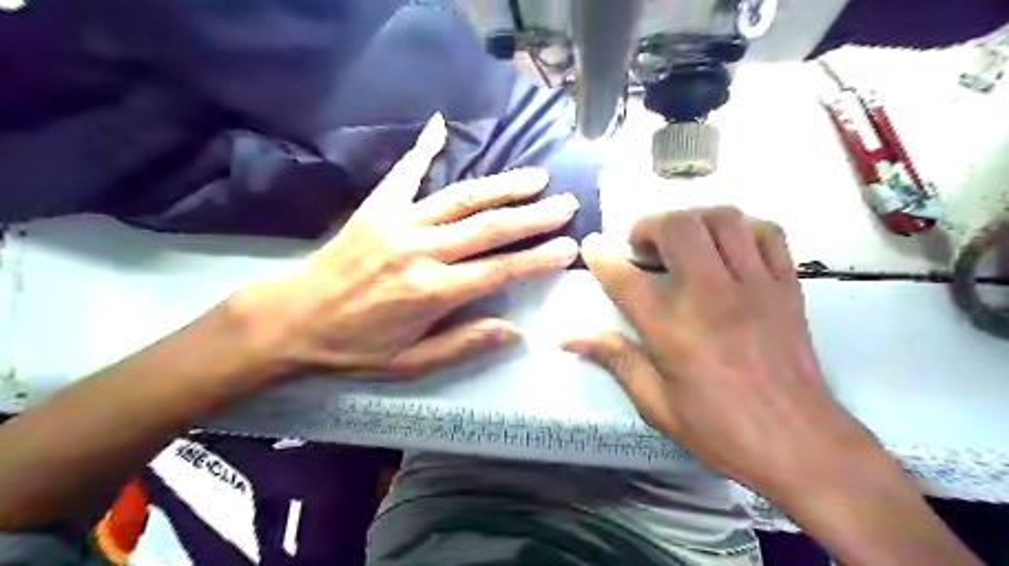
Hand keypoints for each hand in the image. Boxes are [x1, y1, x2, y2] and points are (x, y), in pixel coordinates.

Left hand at [230, 111, 574, 379]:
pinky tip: (441, 125)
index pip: (500, 270)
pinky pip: (405, 172)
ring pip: (461, 198)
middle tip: (566, 203)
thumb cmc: (354, 347)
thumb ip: (463, 344)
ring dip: (502, 186)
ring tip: (535, 177)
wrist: (291, 320)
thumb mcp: (410, 364)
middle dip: (533, 216)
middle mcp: (421, 251)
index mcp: (432, 292)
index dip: (538, 258)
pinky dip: (424, 148)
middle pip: (489, 228)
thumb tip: (514, 331)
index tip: (569, 246)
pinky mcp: (376, 208)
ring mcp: (398, 223)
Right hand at [564, 207, 883, 498]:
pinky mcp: (786, 285)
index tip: (591, 245)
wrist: (799, 444)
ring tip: (684, 241)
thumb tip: (568, 337)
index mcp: (670, 326)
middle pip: (677, 227)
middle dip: (650, 225)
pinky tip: (730, 247)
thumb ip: (614, 357)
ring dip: (694, 220)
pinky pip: (768, 233)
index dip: (600, 255)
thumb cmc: (718, 428)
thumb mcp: (655, 402)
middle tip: (643, 247)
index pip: (624, 276)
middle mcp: (709, 293)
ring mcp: (753, 284)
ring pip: (723, 218)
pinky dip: (742, 228)